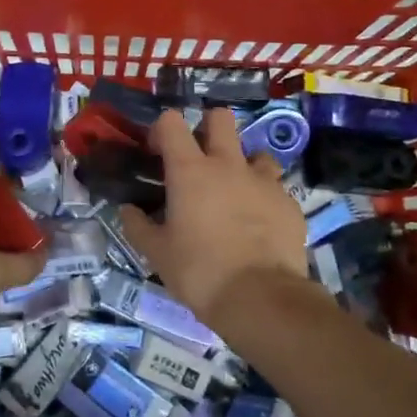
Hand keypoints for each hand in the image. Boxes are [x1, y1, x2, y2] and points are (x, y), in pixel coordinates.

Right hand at [117, 108, 309, 316]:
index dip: (162, 130)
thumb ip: (138, 226)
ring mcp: (264, 181)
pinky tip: (259, 224)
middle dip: (209, 127)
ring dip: (243, 164)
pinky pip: (275, 188)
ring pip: (255, 152)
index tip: (157, 152)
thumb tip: (127, 210)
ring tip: (236, 192)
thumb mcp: (157, 253)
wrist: (260, 298)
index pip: (172, 122)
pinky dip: (264, 199)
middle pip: (221, 117)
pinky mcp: (289, 203)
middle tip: (201, 158)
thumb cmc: (199, 272)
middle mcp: (228, 165)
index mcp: (190, 170)